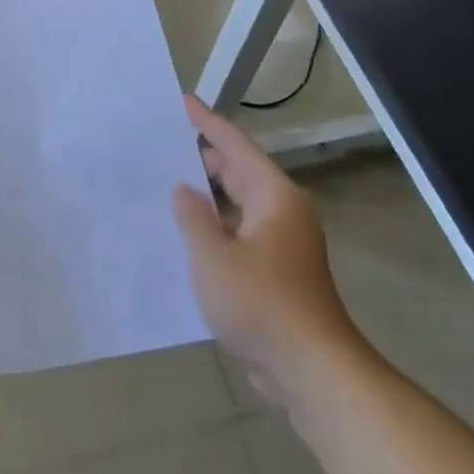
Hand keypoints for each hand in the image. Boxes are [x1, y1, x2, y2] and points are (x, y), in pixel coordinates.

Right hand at [172, 96, 358, 405]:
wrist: (313, 372)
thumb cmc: (262, 304)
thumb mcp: (213, 256)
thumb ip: (193, 216)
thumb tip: (183, 190)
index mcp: (273, 195)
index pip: (233, 145)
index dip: (205, 122)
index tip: (179, 101)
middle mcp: (281, 211)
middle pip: (237, 170)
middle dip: (201, 155)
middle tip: (161, 140)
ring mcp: (281, 242)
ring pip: (237, 203)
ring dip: (206, 193)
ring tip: (164, 180)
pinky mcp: (276, 271)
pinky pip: (238, 231)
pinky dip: (214, 224)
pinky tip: (185, 232)